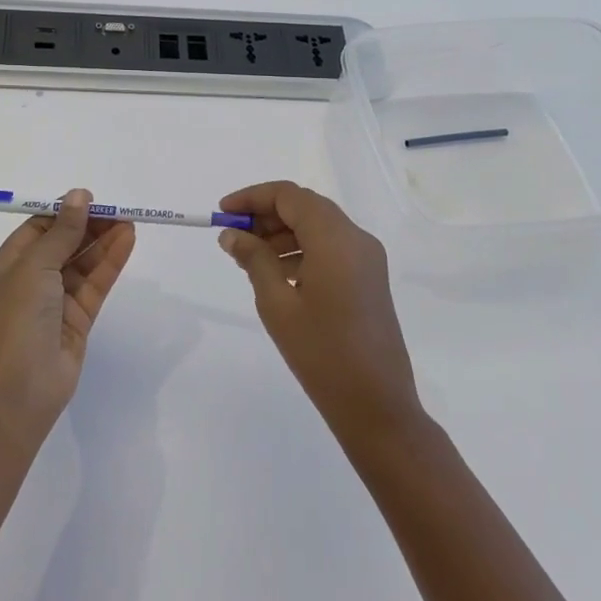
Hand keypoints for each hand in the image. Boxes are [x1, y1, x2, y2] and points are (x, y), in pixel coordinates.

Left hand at [0, 189, 136, 441]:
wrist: (19, 389)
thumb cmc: (17, 318)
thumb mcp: (35, 265)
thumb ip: (62, 231)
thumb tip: (79, 195)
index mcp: (9, 265)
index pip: (38, 229)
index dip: (64, 212)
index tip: (91, 199)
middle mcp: (31, 280)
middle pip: (63, 244)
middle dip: (88, 225)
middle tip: (118, 209)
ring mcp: (55, 302)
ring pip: (83, 263)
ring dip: (104, 242)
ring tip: (130, 221)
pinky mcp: (78, 320)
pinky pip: (95, 284)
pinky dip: (110, 263)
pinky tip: (127, 242)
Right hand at [217, 181, 421, 444]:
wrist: (377, 405)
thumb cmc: (322, 353)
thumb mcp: (277, 304)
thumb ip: (254, 260)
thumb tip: (232, 235)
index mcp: (335, 238)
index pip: (289, 195)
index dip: (253, 198)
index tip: (223, 214)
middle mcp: (356, 238)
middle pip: (305, 207)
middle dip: (266, 215)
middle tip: (233, 237)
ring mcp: (367, 258)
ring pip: (318, 226)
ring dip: (283, 233)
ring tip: (249, 258)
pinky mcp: (369, 278)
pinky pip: (331, 247)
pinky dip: (302, 249)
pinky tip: (278, 274)